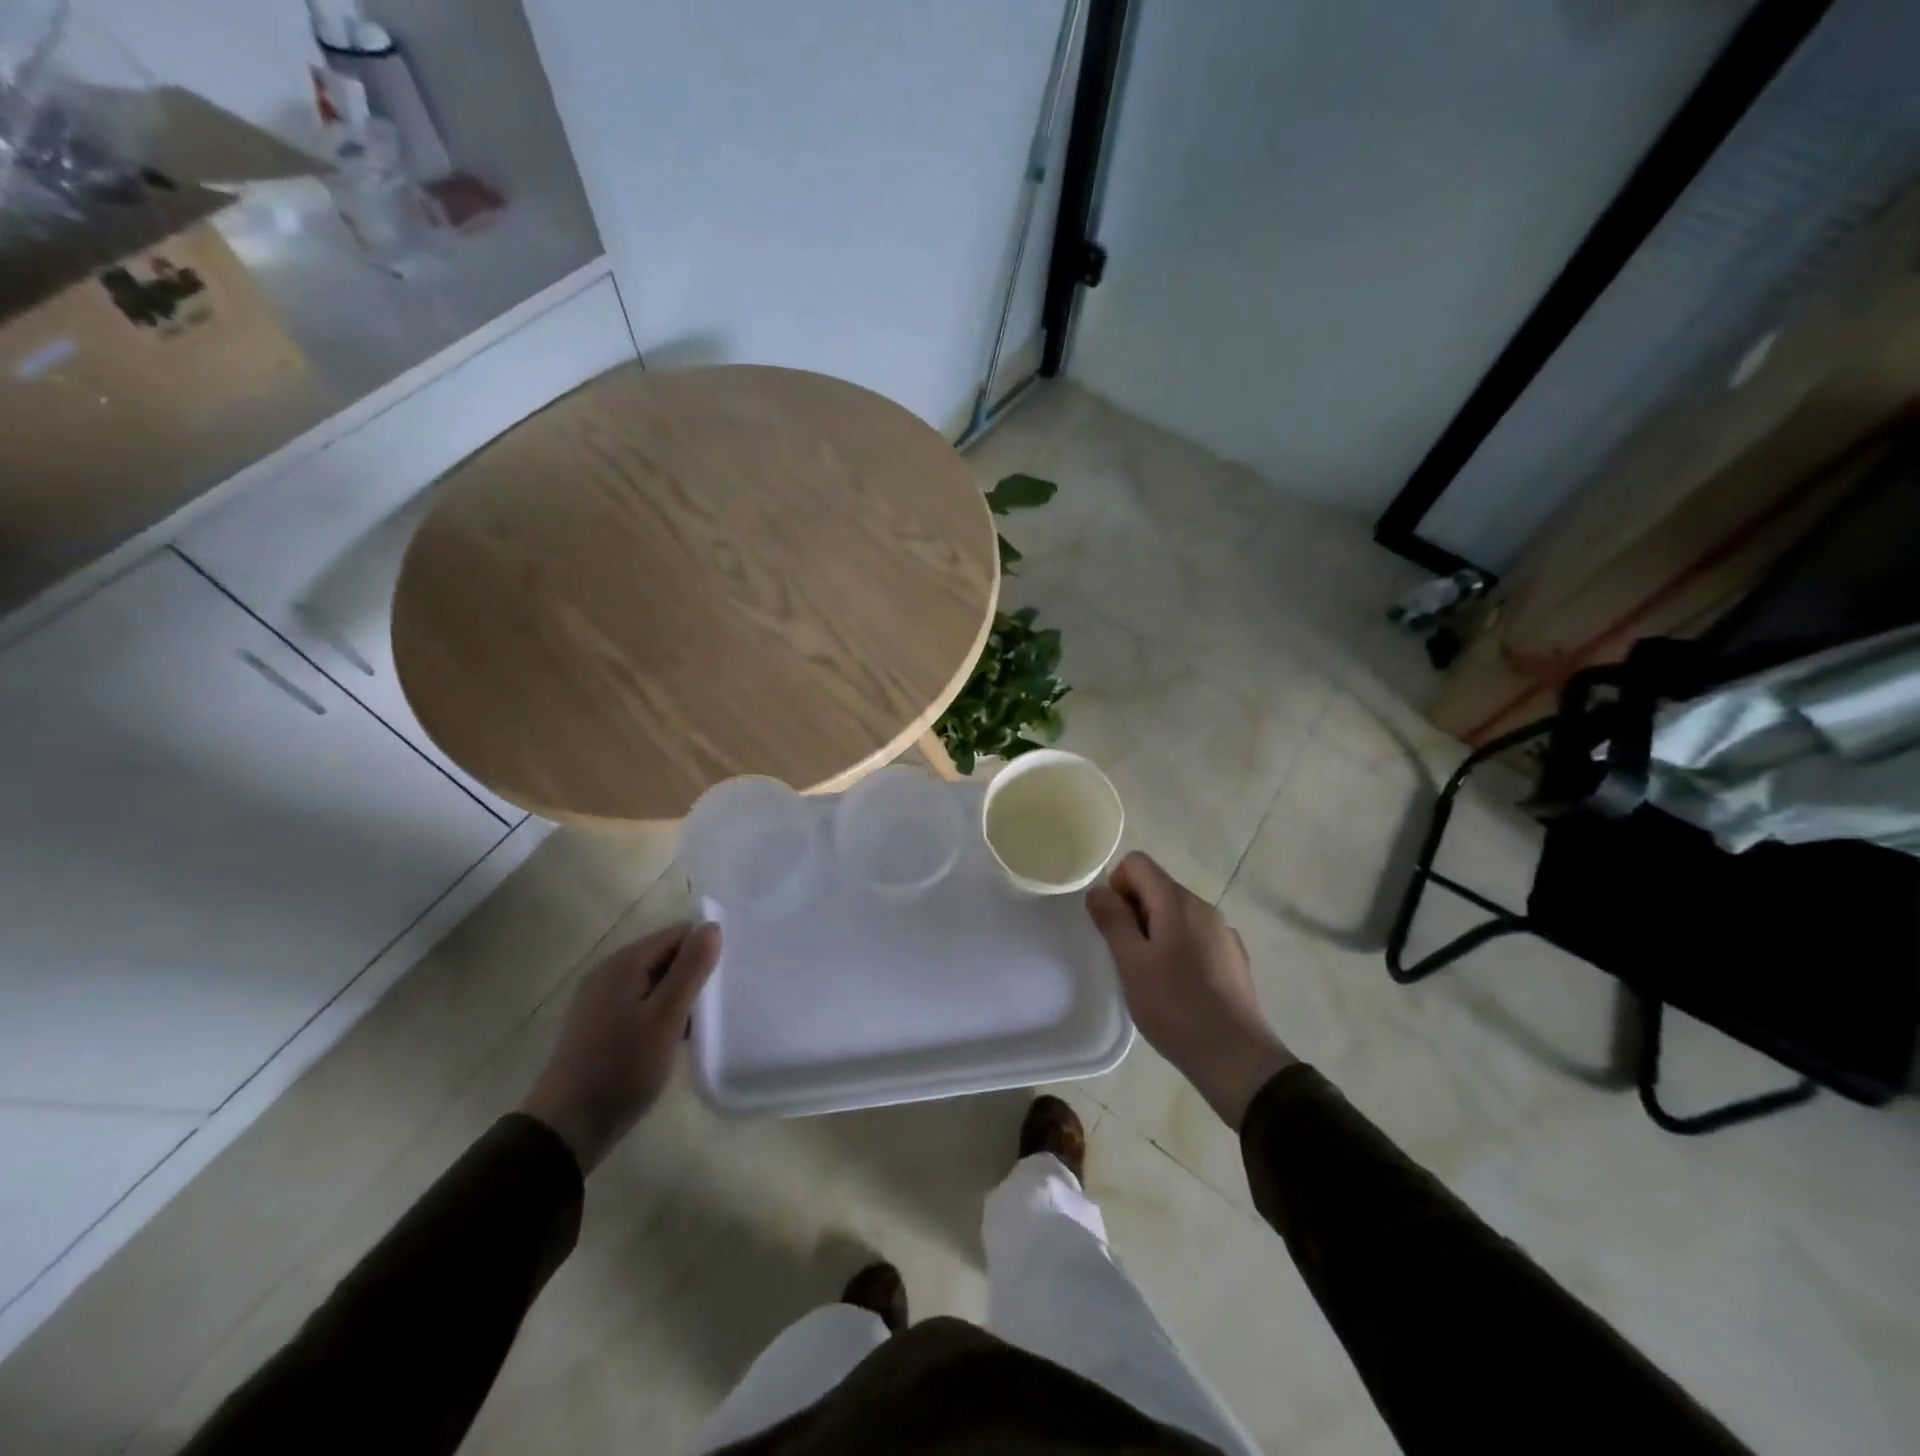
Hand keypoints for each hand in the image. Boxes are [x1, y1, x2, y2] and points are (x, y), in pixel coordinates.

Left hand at [518, 921, 720, 1172]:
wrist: (567, 1128)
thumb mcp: (666, 1017)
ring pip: (655, 983)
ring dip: (678, 998)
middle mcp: (608, 973)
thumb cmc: (622, 1067)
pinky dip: (661, 1015)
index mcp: (623, 963)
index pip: (678, 935)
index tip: (723, 980)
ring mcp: (600, 1000)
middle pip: (665, 956)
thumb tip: (712, 927)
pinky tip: (674, 1040)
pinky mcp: (599, 1025)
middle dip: (692, 976)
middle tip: (715, 1005)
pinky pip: (641, 1005)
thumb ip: (690, 970)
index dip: (704, 951)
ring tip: (700, 1025)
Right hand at [1087, 852, 1296, 1128]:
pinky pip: (1195, 937)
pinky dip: (1178, 949)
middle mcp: (1204, 907)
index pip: (1138, 863)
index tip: (1113, 926)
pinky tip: (1178, 987)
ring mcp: (1223, 932)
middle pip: (1157, 887)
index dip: (1116, 886)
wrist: (1236, 1057)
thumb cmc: (1175, 1006)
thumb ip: (1112, 920)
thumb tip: (1099, 890)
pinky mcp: (1233, 957)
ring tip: (1150, 976)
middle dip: (1134, 912)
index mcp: (1178, 902)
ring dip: (1155, 932)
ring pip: (1176, 914)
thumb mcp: (1131, 963)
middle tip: (1127, 957)